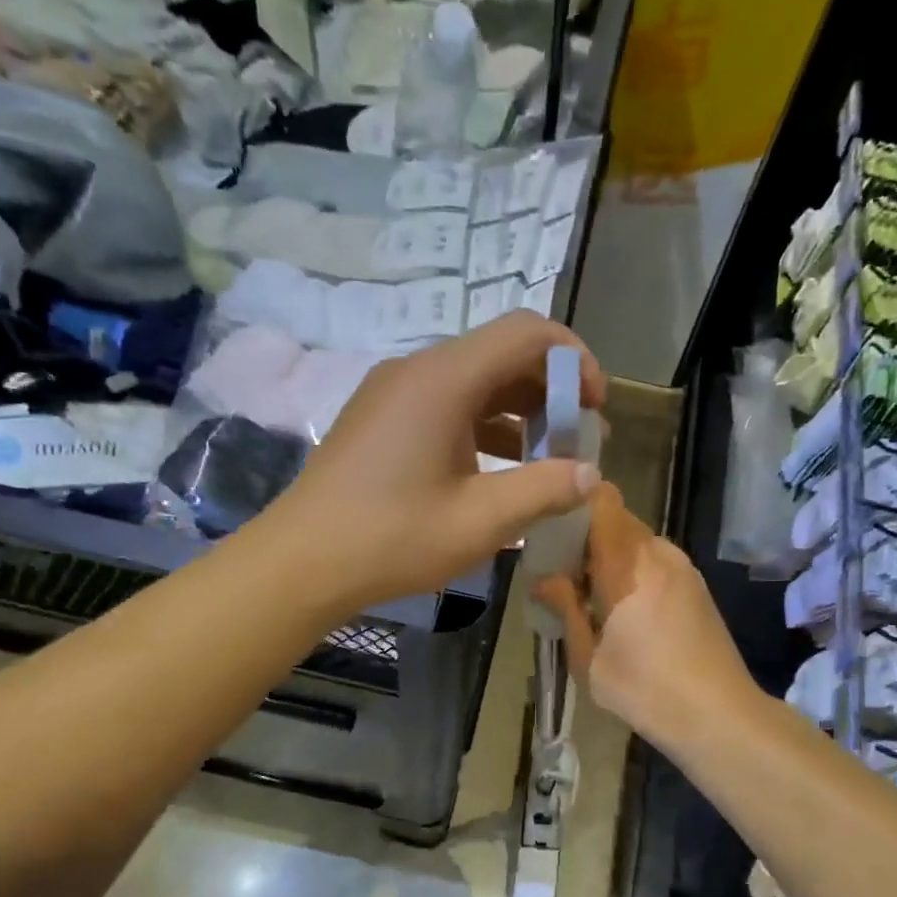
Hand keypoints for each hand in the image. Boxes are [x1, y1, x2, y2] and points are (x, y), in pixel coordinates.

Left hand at [262, 312, 605, 616]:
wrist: (301, 563)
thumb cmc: (392, 539)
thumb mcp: (480, 522)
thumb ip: (543, 490)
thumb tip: (589, 474)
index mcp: (443, 380)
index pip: (527, 333)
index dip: (575, 361)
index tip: (596, 409)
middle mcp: (416, 370)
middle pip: (500, 354)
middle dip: (549, 392)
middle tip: (575, 442)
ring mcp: (391, 393)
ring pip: (472, 381)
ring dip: (516, 413)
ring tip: (541, 462)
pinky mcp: (377, 418)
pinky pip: (443, 404)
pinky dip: (480, 426)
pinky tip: (492, 472)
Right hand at [534, 484, 757, 747]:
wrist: (719, 715)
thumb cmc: (644, 689)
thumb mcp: (588, 658)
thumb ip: (565, 609)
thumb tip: (543, 578)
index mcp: (629, 565)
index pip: (603, 501)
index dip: (575, 501)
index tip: (549, 523)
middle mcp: (659, 554)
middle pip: (617, 519)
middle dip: (586, 534)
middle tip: (560, 568)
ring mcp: (683, 568)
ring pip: (637, 540)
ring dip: (610, 555)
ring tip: (588, 591)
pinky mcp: (696, 586)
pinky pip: (655, 560)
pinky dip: (632, 570)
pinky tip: (621, 608)